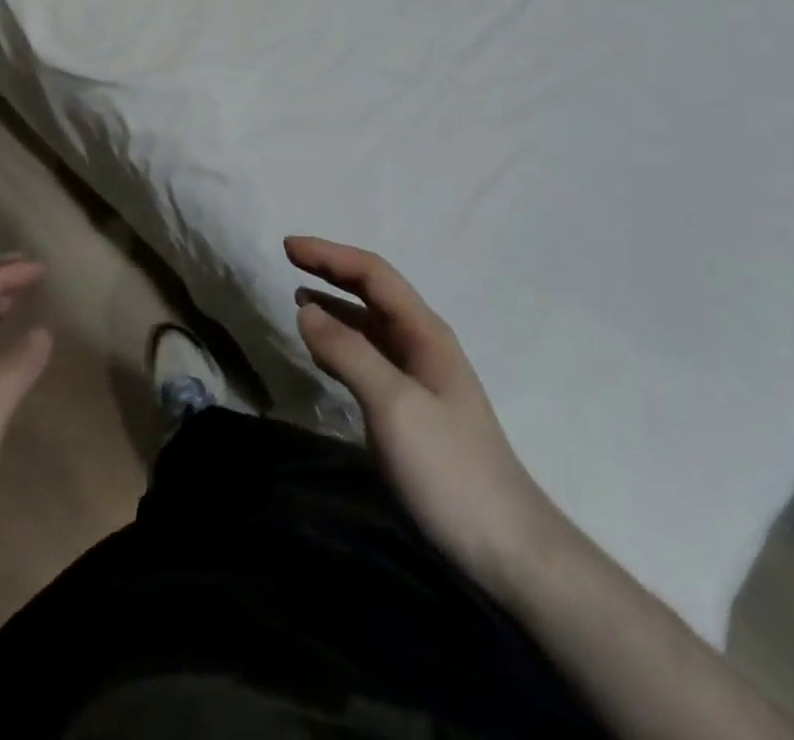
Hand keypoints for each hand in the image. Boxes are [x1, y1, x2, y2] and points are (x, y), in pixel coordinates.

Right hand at [288, 236, 559, 606]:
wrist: (505, 548)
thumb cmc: (449, 468)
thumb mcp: (394, 405)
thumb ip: (349, 352)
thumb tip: (306, 309)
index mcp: (425, 332)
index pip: (373, 274)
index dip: (330, 255)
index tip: (288, 246)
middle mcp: (422, 344)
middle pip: (373, 293)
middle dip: (332, 271)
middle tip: (290, 259)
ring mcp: (418, 378)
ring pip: (369, 326)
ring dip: (335, 306)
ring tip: (299, 299)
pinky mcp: (410, 410)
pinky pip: (368, 359)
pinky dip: (341, 344)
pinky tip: (323, 352)